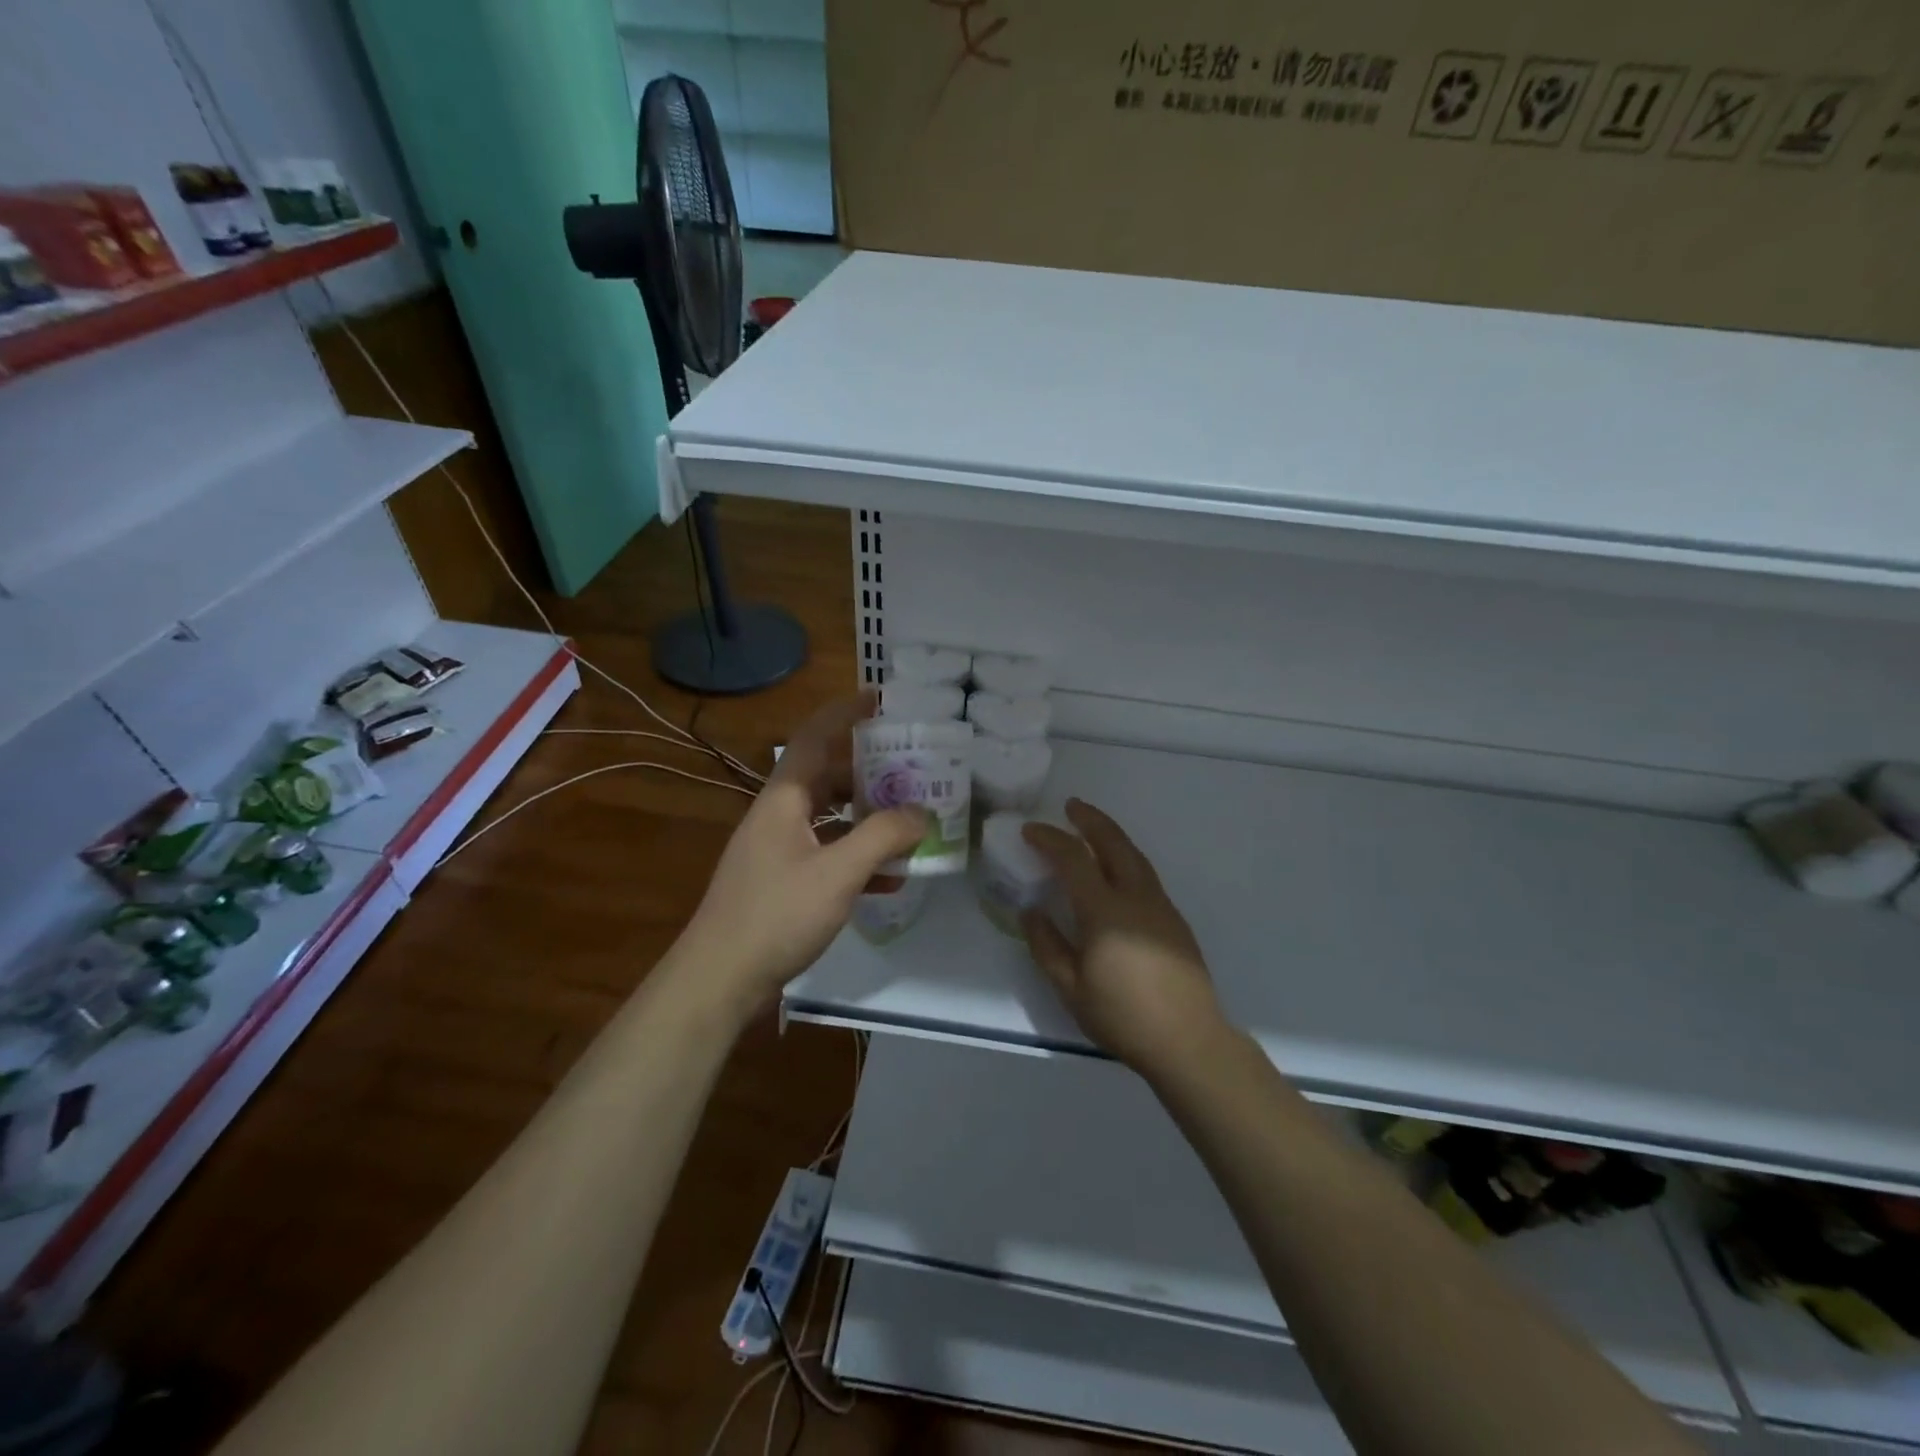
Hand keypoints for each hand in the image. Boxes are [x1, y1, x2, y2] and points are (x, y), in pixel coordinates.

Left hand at [685, 694, 926, 1011]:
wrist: (719, 979)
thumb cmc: (776, 915)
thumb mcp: (837, 873)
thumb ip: (882, 838)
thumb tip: (921, 813)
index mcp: (783, 799)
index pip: (813, 738)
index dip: (843, 713)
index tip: (878, 699)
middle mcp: (778, 816)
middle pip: (826, 778)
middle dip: (868, 772)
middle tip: (911, 769)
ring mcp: (777, 851)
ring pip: (829, 819)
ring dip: (867, 818)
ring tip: (910, 819)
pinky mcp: (781, 883)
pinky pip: (826, 855)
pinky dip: (856, 858)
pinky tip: (889, 878)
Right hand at [1022, 799, 1228, 1078]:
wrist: (1188, 1040)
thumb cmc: (1122, 1016)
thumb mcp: (1070, 988)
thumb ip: (1047, 945)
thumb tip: (1030, 911)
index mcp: (1105, 911)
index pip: (1074, 859)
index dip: (1050, 839)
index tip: (1030, 831)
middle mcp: (1136, 897)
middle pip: (1113, 843)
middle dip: (1090, 820)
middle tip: (1071, 806)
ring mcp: (1160, 906)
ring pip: (1135, 855)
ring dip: (1111, 835)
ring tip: (1093, 828)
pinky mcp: (1174, 920)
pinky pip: (1145, 873)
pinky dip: (1126, 857)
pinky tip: (1117, 870)